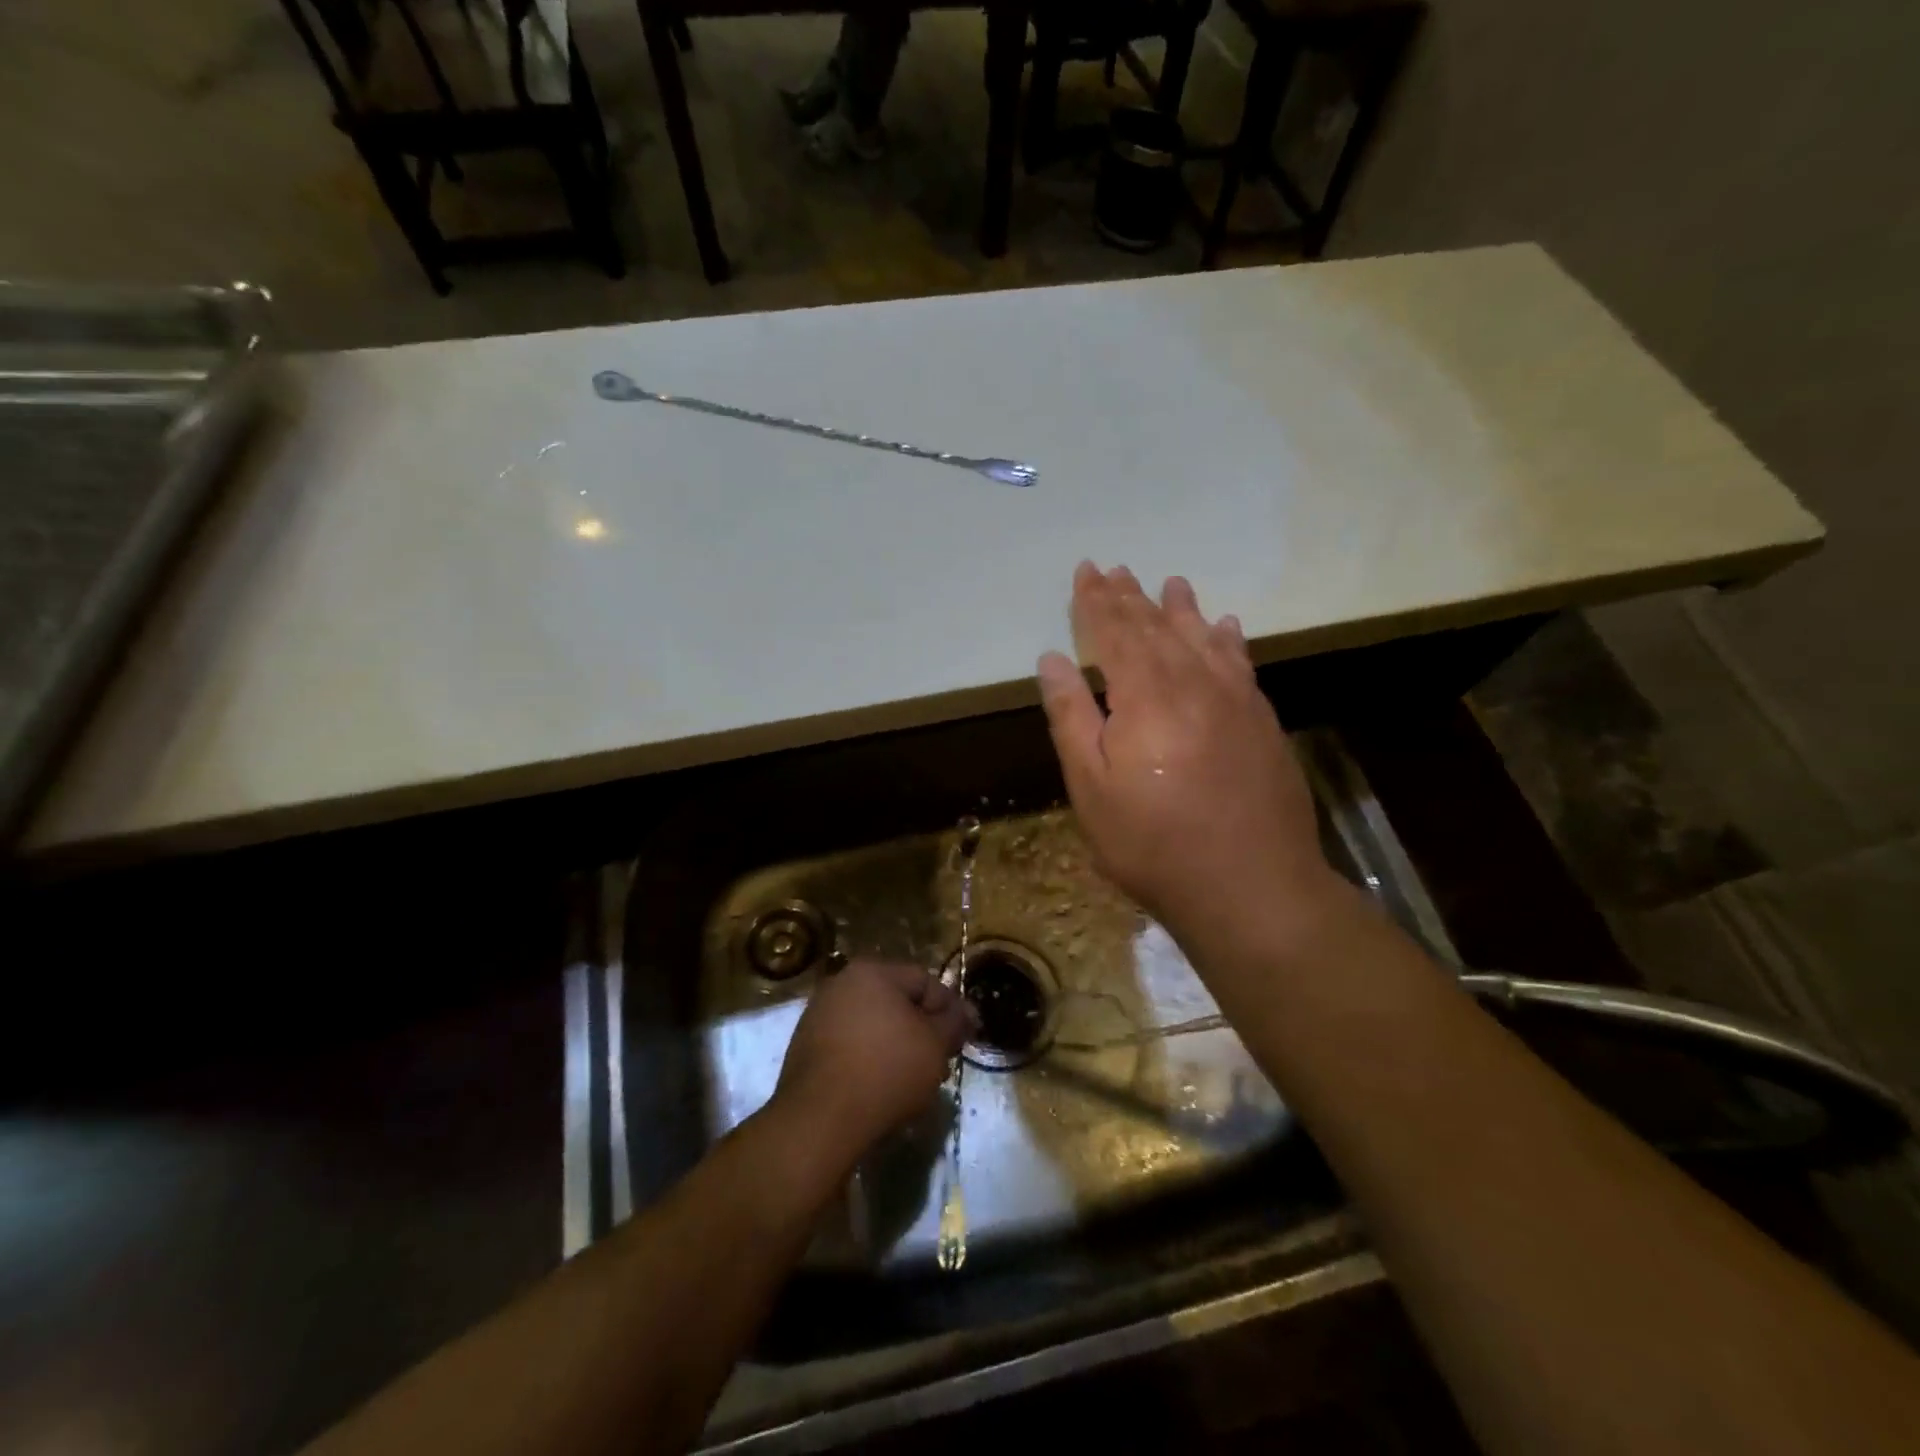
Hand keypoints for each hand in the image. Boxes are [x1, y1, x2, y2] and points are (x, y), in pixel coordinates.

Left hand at [771, 959, 973, 1165]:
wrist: (820, 1119)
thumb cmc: (886, 1071)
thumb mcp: (935, 1045)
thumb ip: (954, 1022)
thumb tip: (967, 1011)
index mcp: (872, 972)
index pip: (925, 981)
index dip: (949, 1008)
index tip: (962, 1038)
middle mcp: (841, 983)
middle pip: (896, 1002)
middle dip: (922, 1029)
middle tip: (939, 1061)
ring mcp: (818, 1015)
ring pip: (873, 1025)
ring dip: (897, 1046)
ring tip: (912, 1080)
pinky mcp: (805, 1047)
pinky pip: (850, 1045)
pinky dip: (869, 1060)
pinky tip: (880, 1088)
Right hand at [1036, 562, 1342, 952]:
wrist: (1251, 886)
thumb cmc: (1153, 843)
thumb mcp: (1092, 788)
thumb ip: (1072, 718)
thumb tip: (1053, 659)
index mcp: (1144, 696)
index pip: (1115, 633)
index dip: (1096, 601)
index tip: (1085, 571)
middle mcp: (1192, 683)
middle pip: (1156, 628)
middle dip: (1131, 597)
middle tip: (1114, 569)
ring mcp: (1235, 700)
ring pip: (1201, 638)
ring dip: (1180, 609)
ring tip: (1170, 583)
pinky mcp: (1262, 721)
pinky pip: (1241, 664)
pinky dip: (1227, 640)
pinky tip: (1224, 627)